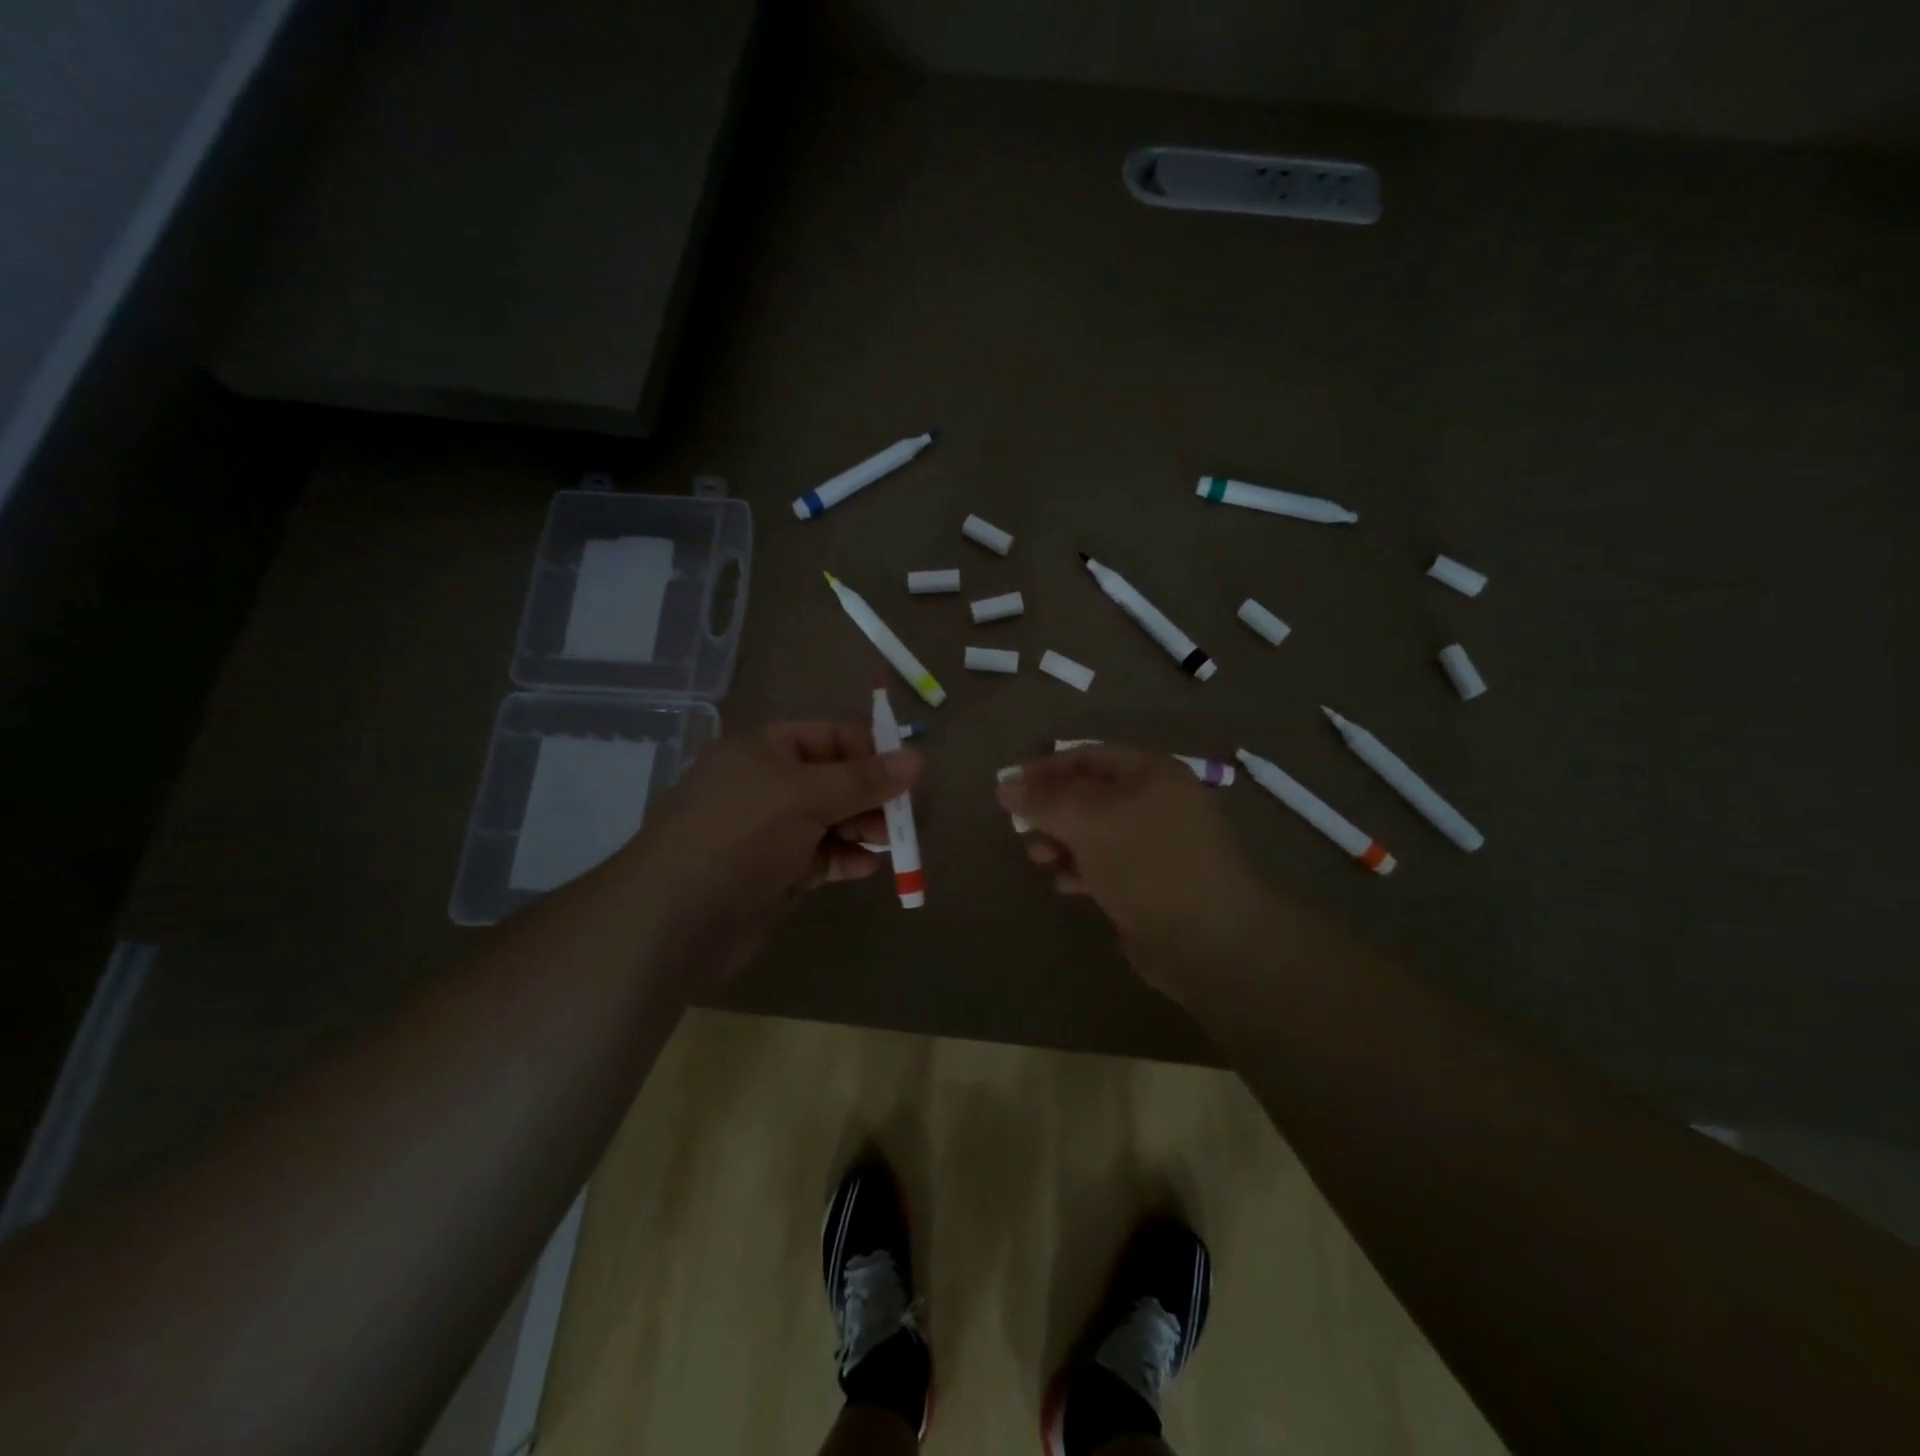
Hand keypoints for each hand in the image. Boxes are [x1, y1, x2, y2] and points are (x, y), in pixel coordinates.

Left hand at [618, 722, 921, 988]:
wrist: (675, 918)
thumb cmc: (741, 836)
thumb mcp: (806, 795)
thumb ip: (864, 780)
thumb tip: (918, 758)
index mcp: (763, 751)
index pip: (828, 737)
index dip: (868, 751)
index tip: (907, 775)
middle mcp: (765, 786)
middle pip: (833, 780)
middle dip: (871, 796)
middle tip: (905, 817)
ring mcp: (768, 832)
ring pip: (830, 821)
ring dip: (862, 829)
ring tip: (891, 843)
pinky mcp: (773, 873)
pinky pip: (819, 857)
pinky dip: (844, 859)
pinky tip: (865, 868)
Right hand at [997, 746, 1267, 992]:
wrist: (1208, 939)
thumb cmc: (1147, 862)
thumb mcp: (1089, 821)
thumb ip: (1044, 800)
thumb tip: (1004, 785)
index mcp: (1150, 773)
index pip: (1086, 757)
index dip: (1044, 769)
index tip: (1006, 789)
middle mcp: (1155, 802)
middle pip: (1088, 795)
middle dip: (1051, 811)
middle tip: (1021, 831)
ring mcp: (1155, 844)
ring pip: (1094, 833)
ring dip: (1061, 843)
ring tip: (1040, 861)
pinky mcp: (1150, 882)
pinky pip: (1106, 866)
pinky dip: (1082, 871)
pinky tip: (1067, 886)